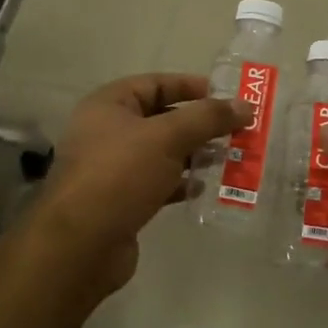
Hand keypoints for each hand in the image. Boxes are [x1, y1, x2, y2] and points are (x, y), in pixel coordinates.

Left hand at [27, 74, 247, 298]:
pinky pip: (158, 183)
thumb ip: (207, 118)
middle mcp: (107, 133)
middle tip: (235, 131)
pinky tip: (203, 188)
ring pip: (162, 153)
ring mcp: (113, 169)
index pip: (155, 84)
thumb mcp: (168, 137)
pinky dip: (181, 183)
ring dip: (194, 155)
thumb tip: (245, 106)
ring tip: (227, 158)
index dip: (190, 86)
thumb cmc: (120, 175)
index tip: (226, 97)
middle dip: (199, 125)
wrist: (82, 243)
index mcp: (108, 106)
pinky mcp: (121, 201)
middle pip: (161, 119)